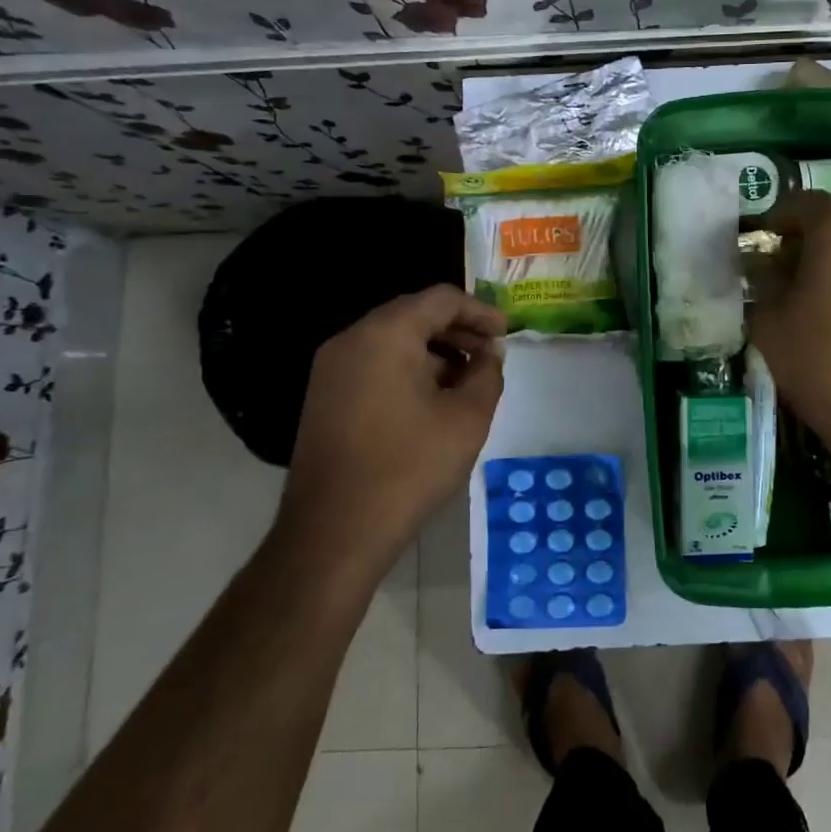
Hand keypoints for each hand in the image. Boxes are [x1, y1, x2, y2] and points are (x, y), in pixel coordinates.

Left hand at [278, 285, 505, 581]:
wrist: (333, 532)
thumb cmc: (408, 468)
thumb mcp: (467, 418)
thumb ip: (487, 374)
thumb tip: (489, 353)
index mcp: (385, 334)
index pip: (441, 299)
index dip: (480, 311)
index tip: (506, 334)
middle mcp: (352, 340)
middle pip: (413, 315)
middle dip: (457, 331)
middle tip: (490, 355)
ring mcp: (331, 369)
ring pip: (393, 341)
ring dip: (434, 352)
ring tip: (466, 382)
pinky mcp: (324, 396)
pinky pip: (374, 364)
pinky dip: (408, 369)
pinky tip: (431, 401)